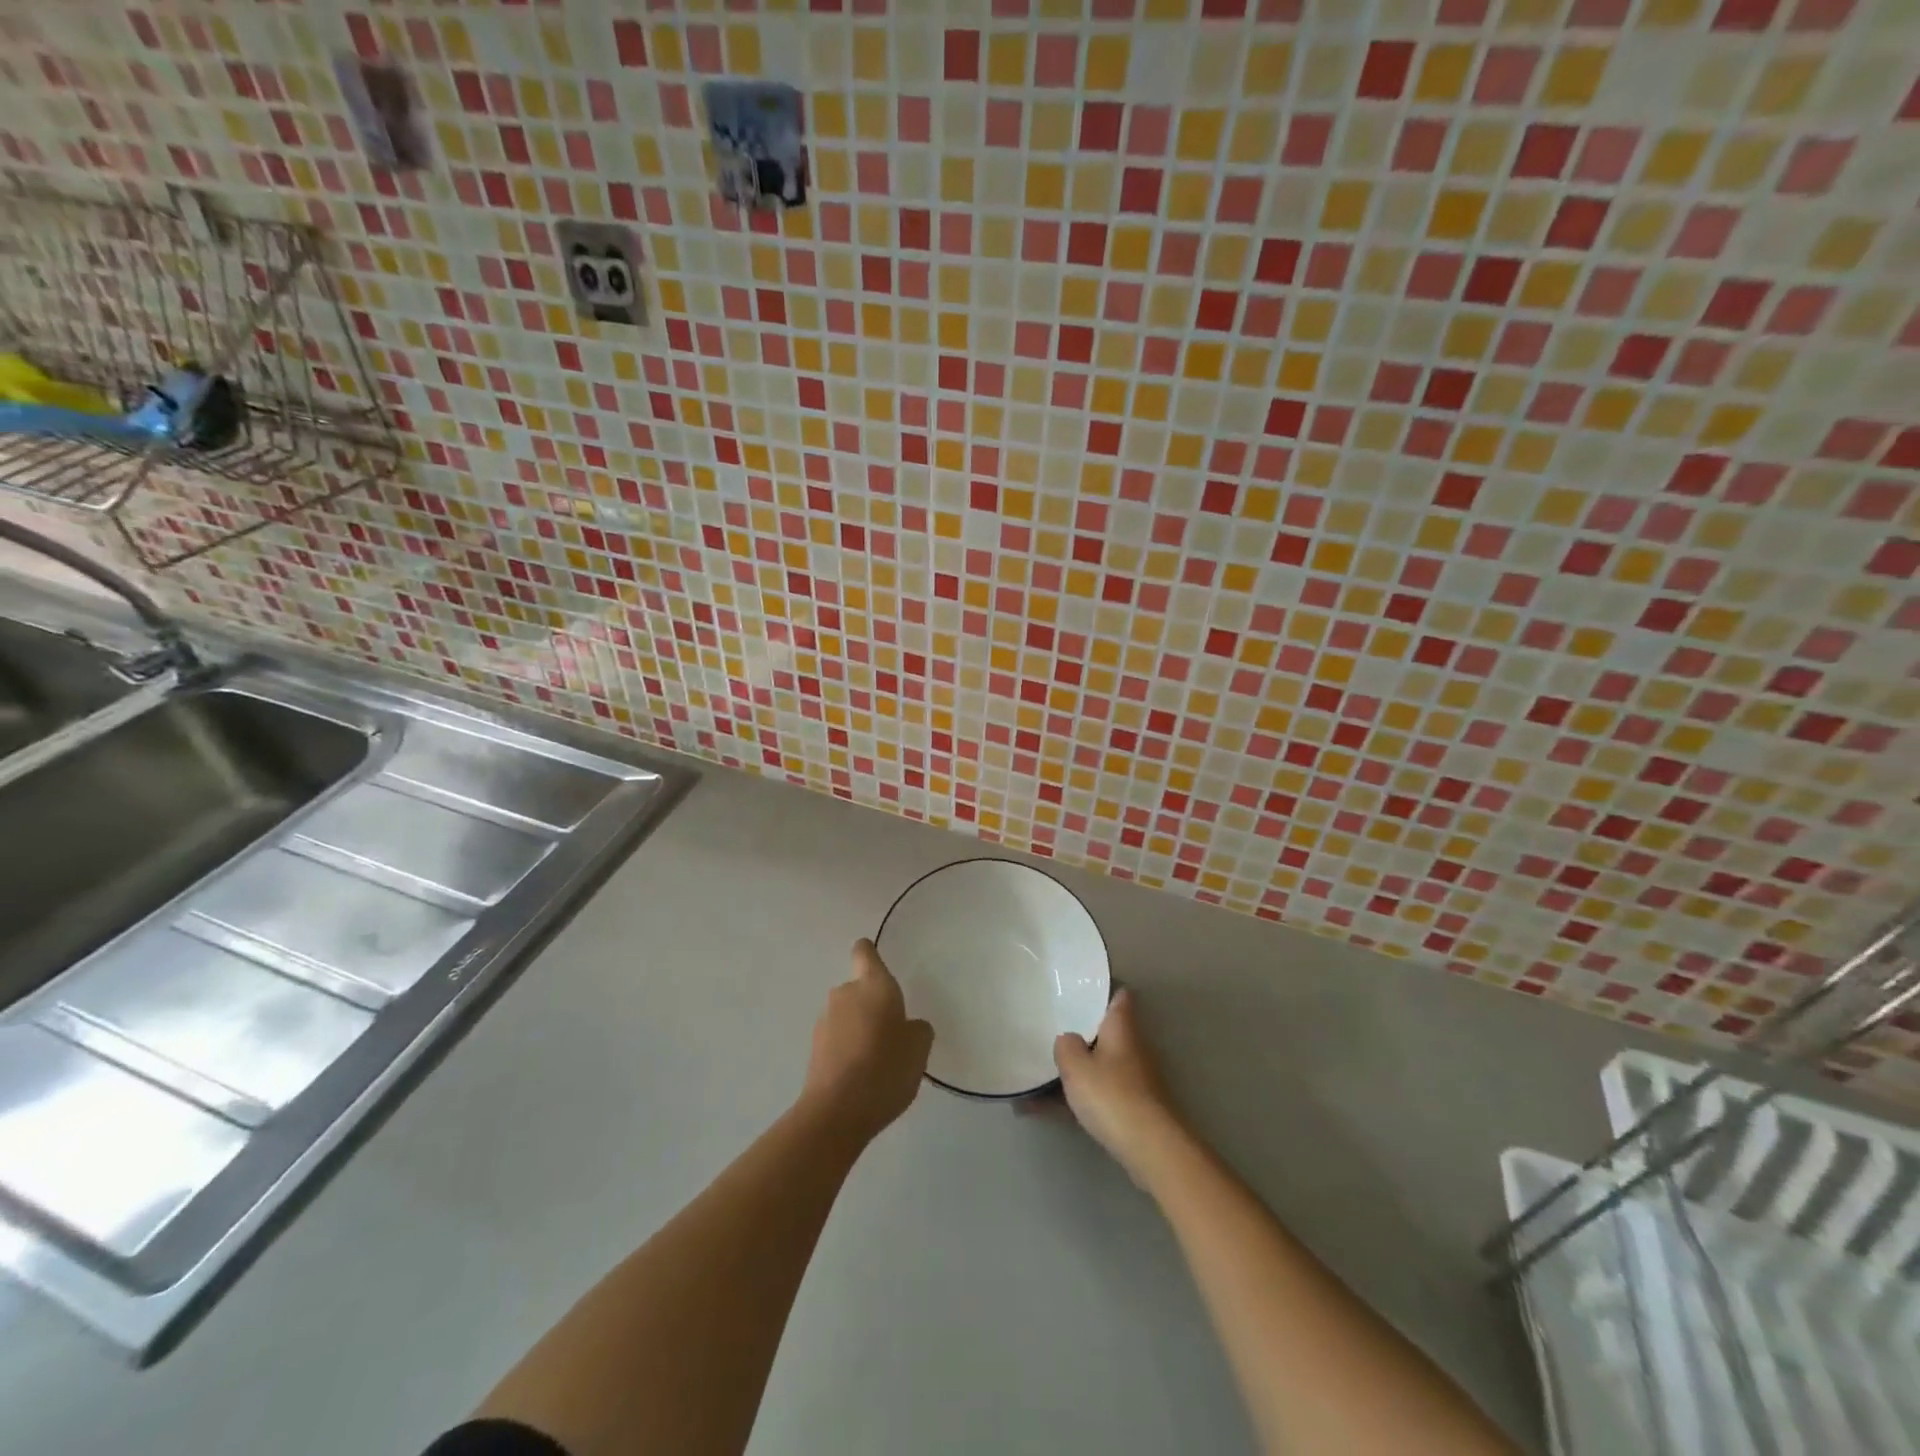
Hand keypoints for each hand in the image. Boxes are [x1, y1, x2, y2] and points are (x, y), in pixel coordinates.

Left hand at [801, 939, 933, 1143]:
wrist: (837, 1111)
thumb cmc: (885, 1067)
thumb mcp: (919, 1048)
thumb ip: (917, 1029)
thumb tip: (908, 1026)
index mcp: (873, 984)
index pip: (865, 952)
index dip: (870, 954)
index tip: (878, 964)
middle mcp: (845, 994)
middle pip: (859, 989)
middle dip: (872, 1006)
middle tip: (892, 1034)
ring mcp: (825, 1021)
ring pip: (847, 1016)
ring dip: (859, 1030)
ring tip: (877, 1063)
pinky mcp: (814, 1050)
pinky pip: (837, 1041)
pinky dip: (847, 1051)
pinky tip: (861, 1078)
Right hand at [1053, 989, 1185, 1187]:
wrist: (1149, 1148)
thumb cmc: (1111, 1095)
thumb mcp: (1076, 1066)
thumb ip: (1066, 1046)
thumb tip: (1067, 1039)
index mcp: (1121, 1029)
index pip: (1119, 997)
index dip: (1103, 989)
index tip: (1080, 987)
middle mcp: (1130, 1049)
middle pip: (1105, 1032)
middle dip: (1080, 1032)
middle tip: (1050, 1027)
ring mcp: (1132, 1080)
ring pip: (1097, 1066)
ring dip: (1072, 1070)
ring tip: (1034, 1074)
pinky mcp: (1129, 1109)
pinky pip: (1094, 1095)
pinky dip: (1072, 1099)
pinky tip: (1039, 1109)